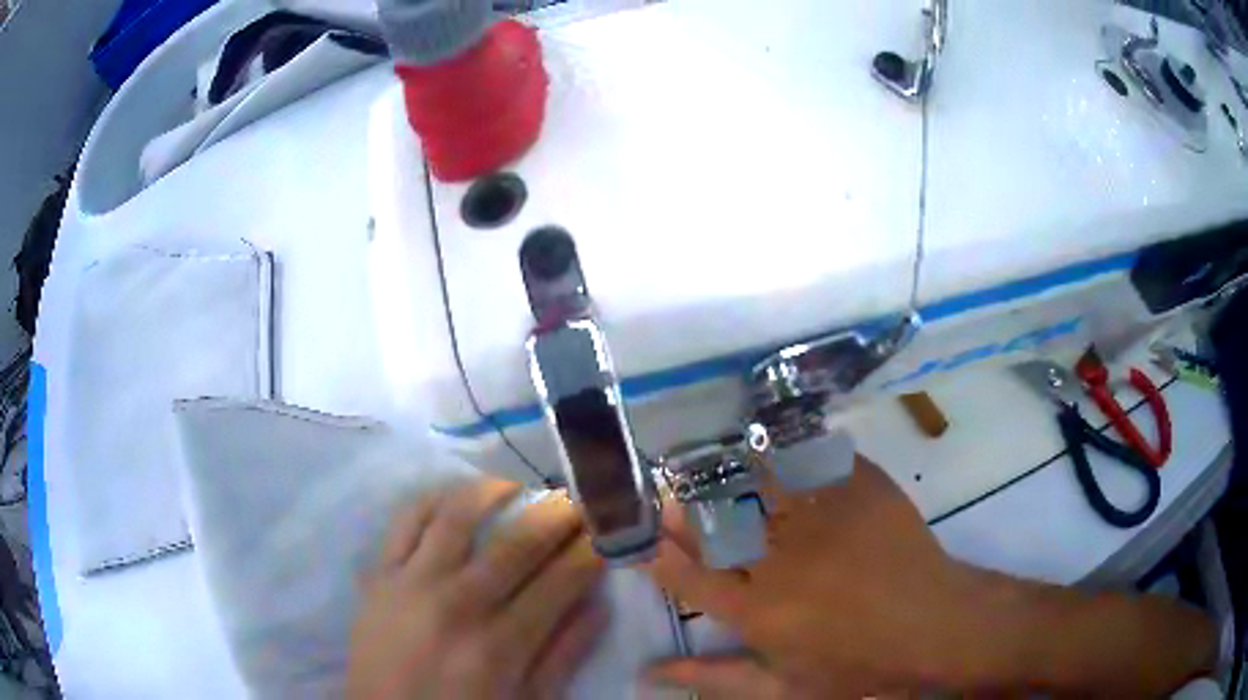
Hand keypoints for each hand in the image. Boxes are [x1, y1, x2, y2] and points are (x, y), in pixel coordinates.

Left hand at [347, 479, 606, 699]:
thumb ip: (563, 656)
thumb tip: (599, 606)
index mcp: (501, 644)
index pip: (560, 581)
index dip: (590, 551)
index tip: (607, 533)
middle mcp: (458, 603)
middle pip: (517, 543)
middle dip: (556, 514)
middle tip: (576, 500)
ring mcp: (413, 582)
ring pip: (458, 517)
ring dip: (494, 491)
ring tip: (517, 486)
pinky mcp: (380, 574)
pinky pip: (406, 521)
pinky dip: (433, 499)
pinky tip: (454, 495)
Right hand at [642, 455, 972, 696]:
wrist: (930, 623)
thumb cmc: (855, 664)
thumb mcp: (782, 688)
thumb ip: (713, 678)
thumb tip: (647, 671)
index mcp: (757, 612)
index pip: (688, 576)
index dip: (660, 552)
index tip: (646, 531)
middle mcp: (780, 561)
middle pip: (716, 523)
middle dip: (684, 506)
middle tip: (671, 490)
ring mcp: (822, 518)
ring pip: (758, 481)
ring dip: (729, 471)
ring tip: (714, 462)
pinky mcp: (859, 488)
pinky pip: (812, 459)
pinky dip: (788, 452)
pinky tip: (776, 450)